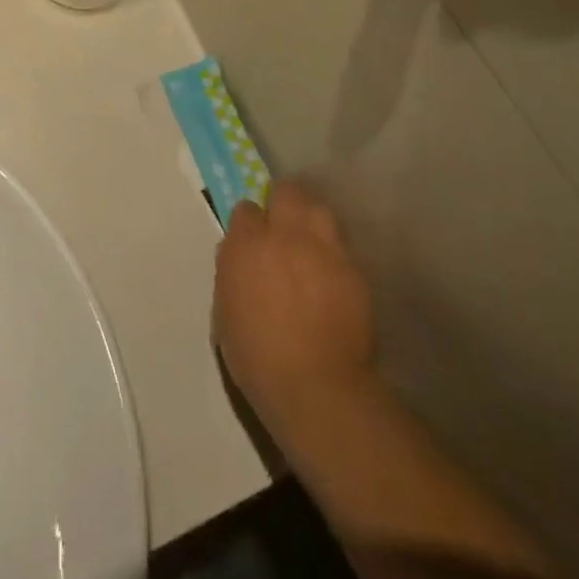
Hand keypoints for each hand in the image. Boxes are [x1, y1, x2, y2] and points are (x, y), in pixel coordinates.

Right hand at [214, 182, 377, 432]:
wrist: (316, 386)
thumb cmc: (256, 356)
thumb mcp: (225, 311)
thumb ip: (232, 271)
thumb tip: (239, 254)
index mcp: (246, 245)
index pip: (246, 209)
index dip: (249, 221)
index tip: (251, 236)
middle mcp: (285, 235)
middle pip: (288, 193)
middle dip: (282, 202)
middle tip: (281, 224)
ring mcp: (324, 248)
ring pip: (319, 210)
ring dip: (310, 219)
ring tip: (309, 242)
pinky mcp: (353, 268)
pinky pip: (340, 246)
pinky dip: (333, 253)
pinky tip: (331, 275)